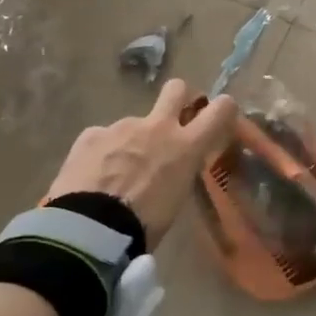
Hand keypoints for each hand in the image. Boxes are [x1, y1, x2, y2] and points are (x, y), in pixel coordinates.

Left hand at [44, 79, 237, 243]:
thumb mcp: (176, 199)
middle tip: (175, 118)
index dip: (223, 107)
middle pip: (176, 89)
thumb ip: (178, 172)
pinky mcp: (91, 135)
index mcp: (185, 147)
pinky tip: (94, 176)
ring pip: (133, 125)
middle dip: (180, 97)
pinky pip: (103, 138)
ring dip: (132, 141)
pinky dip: (103, 153)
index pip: (220, 110)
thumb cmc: (145, 224)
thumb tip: (173, 164)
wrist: (92, 227)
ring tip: (118, 173)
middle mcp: (157, 127)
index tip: (220, 114)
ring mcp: (121, 127)